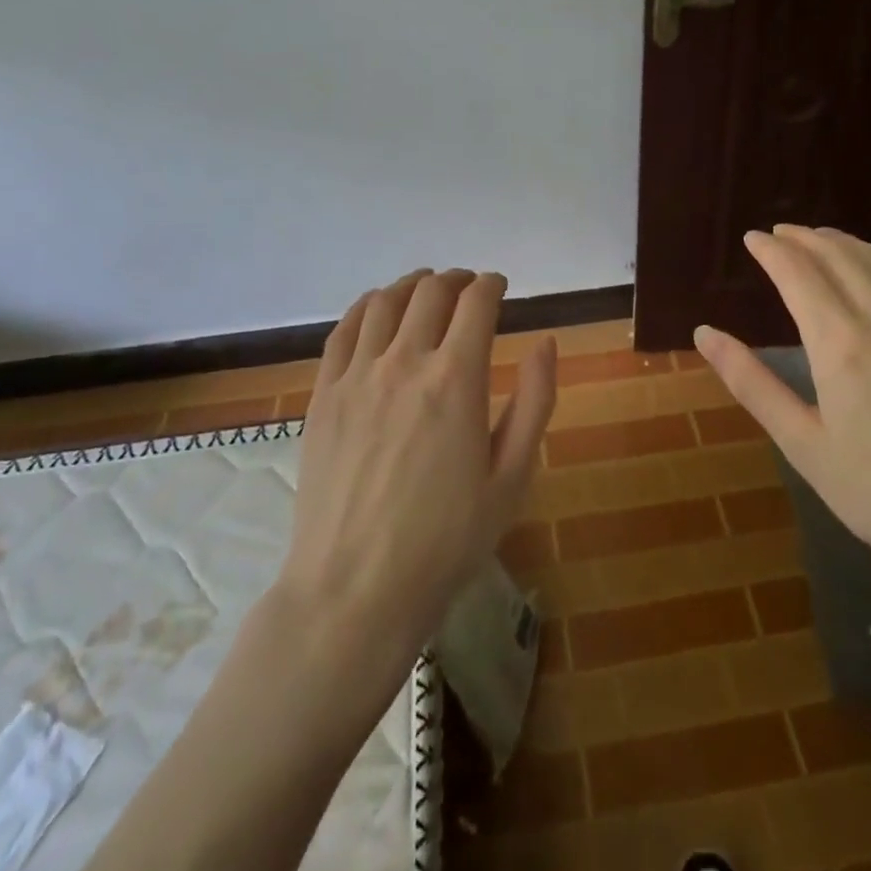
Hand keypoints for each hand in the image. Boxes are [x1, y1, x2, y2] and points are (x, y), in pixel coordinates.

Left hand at [279, 269, 557, 663]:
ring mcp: (357, 375)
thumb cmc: (446, 540)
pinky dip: (366, 307)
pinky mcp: (324, 394)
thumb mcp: (512, 477)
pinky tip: (376, 312)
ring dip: (411, 285)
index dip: (492, 285)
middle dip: (456, 280)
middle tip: (468, 288)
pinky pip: (343, 330)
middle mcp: (405, 361)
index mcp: (456, 379)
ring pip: (384, 301)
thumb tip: (547, 342)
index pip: (476, 302)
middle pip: (430, 292)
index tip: (499, 288)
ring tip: (425, 290)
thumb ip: (535, 401)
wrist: (355, 590)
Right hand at [694, 227, 870, 622]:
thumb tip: (704, 333)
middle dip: (804, 239)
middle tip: (780, 233)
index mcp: (840, 342)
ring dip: (846, 242)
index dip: (772, 250)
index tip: (753, 238)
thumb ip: (751, 382)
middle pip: (839, 256)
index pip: (798, 273)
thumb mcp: (802, 444)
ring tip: (823, 240)